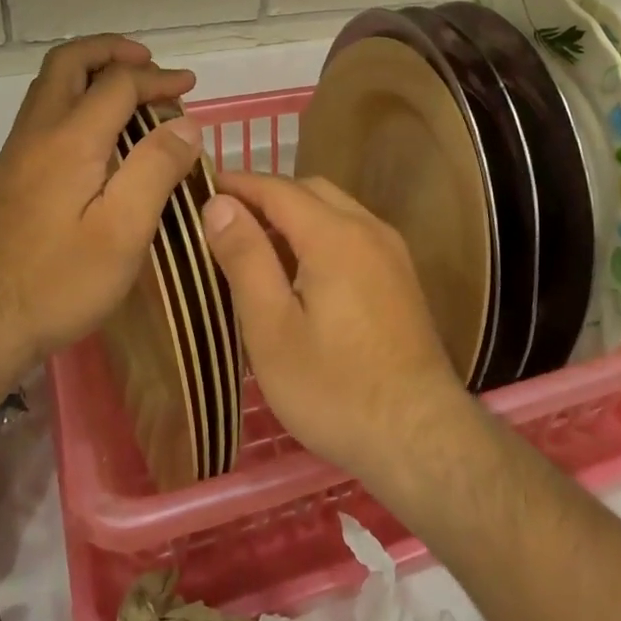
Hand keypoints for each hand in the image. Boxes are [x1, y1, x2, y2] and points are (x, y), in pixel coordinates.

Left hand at [0, 35, 202, 367]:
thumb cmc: (59, 281)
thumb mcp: (124, 231)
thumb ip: (156, 169)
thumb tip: (186, 124)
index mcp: (70, 140)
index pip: (117, 83)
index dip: (158, 78)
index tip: (191, 86)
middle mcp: (38, 132)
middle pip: (68, 62)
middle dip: (112, 51)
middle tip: (149, 63)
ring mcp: (19, 152)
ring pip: (52, 85)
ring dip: (93, 72)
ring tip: (132, 90)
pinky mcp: (13, 174)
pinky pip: (47, 111)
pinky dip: (79, 98)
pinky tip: (103, 132)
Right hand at [201, 171, 474, 488]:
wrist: (420, 436)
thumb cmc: (334, 388)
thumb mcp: (272, 328)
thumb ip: (246, 259)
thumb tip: (219, 204)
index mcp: (335, 235)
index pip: (278, 188)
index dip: (238, 184)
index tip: (200, 188)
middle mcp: (368, 228)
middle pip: (310, 190)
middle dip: (266, 195)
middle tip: (224, 220)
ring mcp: (391, 251)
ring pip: (335, 209)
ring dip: (295, 214)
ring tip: (255, 244)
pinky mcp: (401, 276)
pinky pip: (353, 233)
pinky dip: (320, 233)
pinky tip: (300, 270)